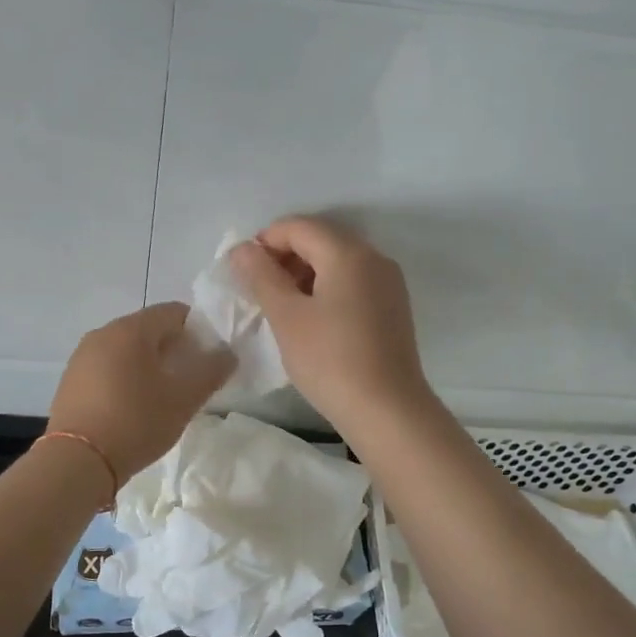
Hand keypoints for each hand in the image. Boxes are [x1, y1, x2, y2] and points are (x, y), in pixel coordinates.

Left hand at [48, 302, 235, 487]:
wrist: (78, 461)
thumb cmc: (136, 422)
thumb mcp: (183, 400)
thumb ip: (210, 371)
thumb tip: (227, 354)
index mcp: (131, 329)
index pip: (174, 312)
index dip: (198, 330)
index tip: (208, 360)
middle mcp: (103, 333)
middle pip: (148, 329)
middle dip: (173, 349)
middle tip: (189, 381)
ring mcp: (82, 357)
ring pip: (126, 350)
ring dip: (148, 365)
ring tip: (162, 398)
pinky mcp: (70, 381)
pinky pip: (106, 368)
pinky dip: (125, 379)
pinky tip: (132, 408)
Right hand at [228, 216, 432, 434]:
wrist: (387, 409)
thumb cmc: (329, 360)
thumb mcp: (286, 316)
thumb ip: (261, 276)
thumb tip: (242, 249)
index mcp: (348, 253)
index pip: (299, 227)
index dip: (265, 241)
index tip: (243, 272)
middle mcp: (374, 257)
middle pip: (321, 239)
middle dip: (285, 256)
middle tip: (259, 290)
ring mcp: (388, 283)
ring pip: (337, 261)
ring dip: (304, 273)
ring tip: (281, 306)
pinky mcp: (393, 307)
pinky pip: (353, 282)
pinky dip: (327, 288)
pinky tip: (312, 319)